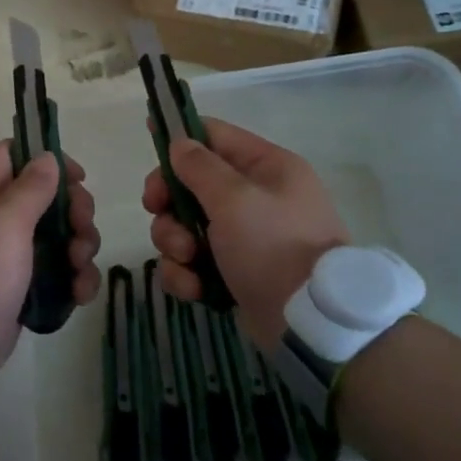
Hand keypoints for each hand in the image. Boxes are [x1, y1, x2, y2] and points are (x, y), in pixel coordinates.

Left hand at [0, 142, 100, 368]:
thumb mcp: (5, 220)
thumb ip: (31, 186)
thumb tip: (47, 158)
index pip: (14, 153)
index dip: (49, 160)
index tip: (78, 179)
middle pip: (46, 195)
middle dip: (74, 211)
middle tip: (82, 230)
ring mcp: (7, 252)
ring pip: (58, 234)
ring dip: (80, 246)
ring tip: (80, 267)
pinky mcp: (21, 285)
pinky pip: (57, 270)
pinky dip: (73, 278)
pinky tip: (80, 292)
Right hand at [143, 118, 347, 351]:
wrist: (310, 325)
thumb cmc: (273, 246)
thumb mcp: (235, 198)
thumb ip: (200, 166)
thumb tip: (180, 143)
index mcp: (267, 167)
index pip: (215, 135)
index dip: (181, 136)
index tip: (149, 138)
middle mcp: (256, 196)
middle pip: (192, 182)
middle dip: (169, 200)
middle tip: (157, 211)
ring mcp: (245, 237)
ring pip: (186, 225)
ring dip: (174, 241)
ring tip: (187, 259)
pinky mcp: (234, 272)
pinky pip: (194, 262)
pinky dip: (187, 274)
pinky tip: (194, 288)